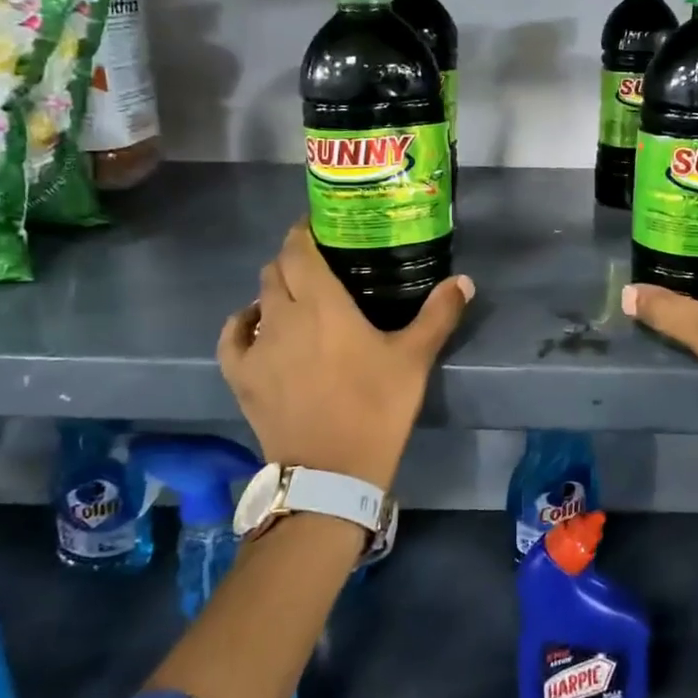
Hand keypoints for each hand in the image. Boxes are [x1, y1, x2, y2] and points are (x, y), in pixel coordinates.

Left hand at [217, 221, 473, 490]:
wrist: (331, 472)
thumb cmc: (376, 407)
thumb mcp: (414, 359)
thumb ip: (439, 314)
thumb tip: (465, 280)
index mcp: (322, 303)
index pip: (299, 248)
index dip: (305, 230)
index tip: (321, 226)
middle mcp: (282, 315)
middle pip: (276, 269)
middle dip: (294, 258)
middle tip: (320, 263)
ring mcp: (256, 347)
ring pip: (257, 298)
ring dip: (274, 289)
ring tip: (297, 296)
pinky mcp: (242, 377)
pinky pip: (232, 337)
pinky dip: (243, 323)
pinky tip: (257, 324)